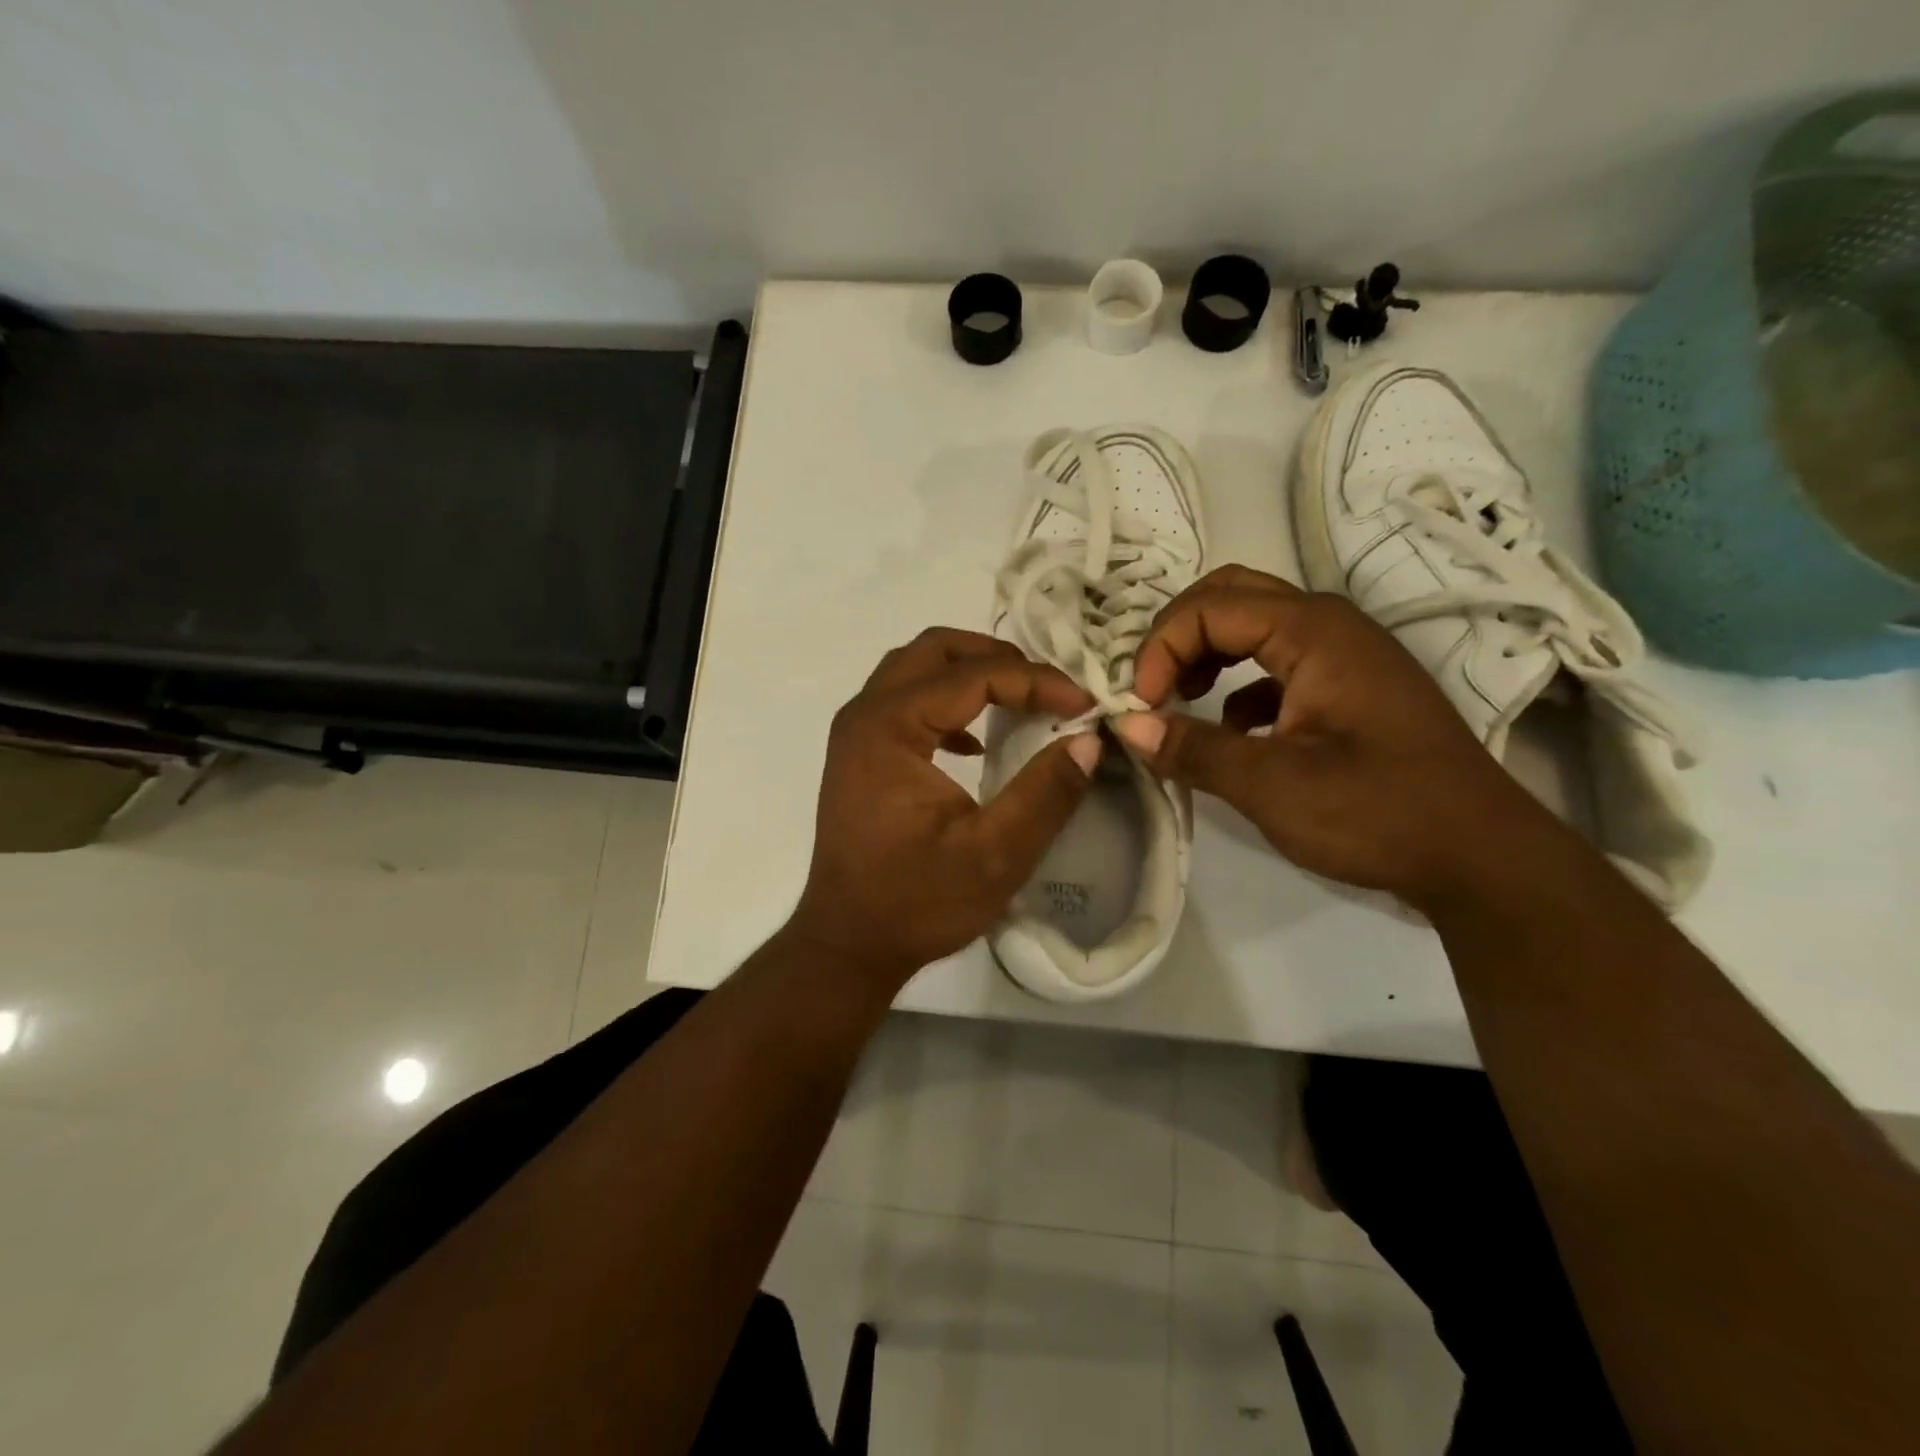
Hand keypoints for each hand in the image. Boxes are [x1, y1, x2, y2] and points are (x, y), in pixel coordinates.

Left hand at [787, 628, 1101, 986]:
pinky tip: (976, 742)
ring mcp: (856, 733)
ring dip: (971, 674)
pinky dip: (947, 703)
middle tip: (1049, 686)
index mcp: (889, 728)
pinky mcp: (860, 755)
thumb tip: (1089, 740)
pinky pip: (905, 701)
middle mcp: (864, 715)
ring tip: (1022, 700)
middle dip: (997, 657)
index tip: (1084, 704)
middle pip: (935, 650)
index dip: (1035, 681)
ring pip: (916, 669)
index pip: (971, 675)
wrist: (847, 943)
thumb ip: (1045, 793)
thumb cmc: (916, 902)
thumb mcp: (995, 855)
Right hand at [1112, 566, 1551, 910]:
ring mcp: (1343, 656)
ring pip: (1254, 627)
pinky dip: (1238, 686)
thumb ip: (1194, 749)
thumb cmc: (1378, 811)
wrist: (1479, 857)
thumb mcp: (1273, 785)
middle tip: (1153, 685)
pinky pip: (1276, 665)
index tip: (1141, 705)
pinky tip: (1232, 731)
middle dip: (1179, 635)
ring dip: (1206, 654)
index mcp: (1314, 631)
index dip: (1161, 648)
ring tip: (1180, 699)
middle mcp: (1329, 626)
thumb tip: (1127, 725)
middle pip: (1231, 596)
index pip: (1210, 608)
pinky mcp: (1348, 691)